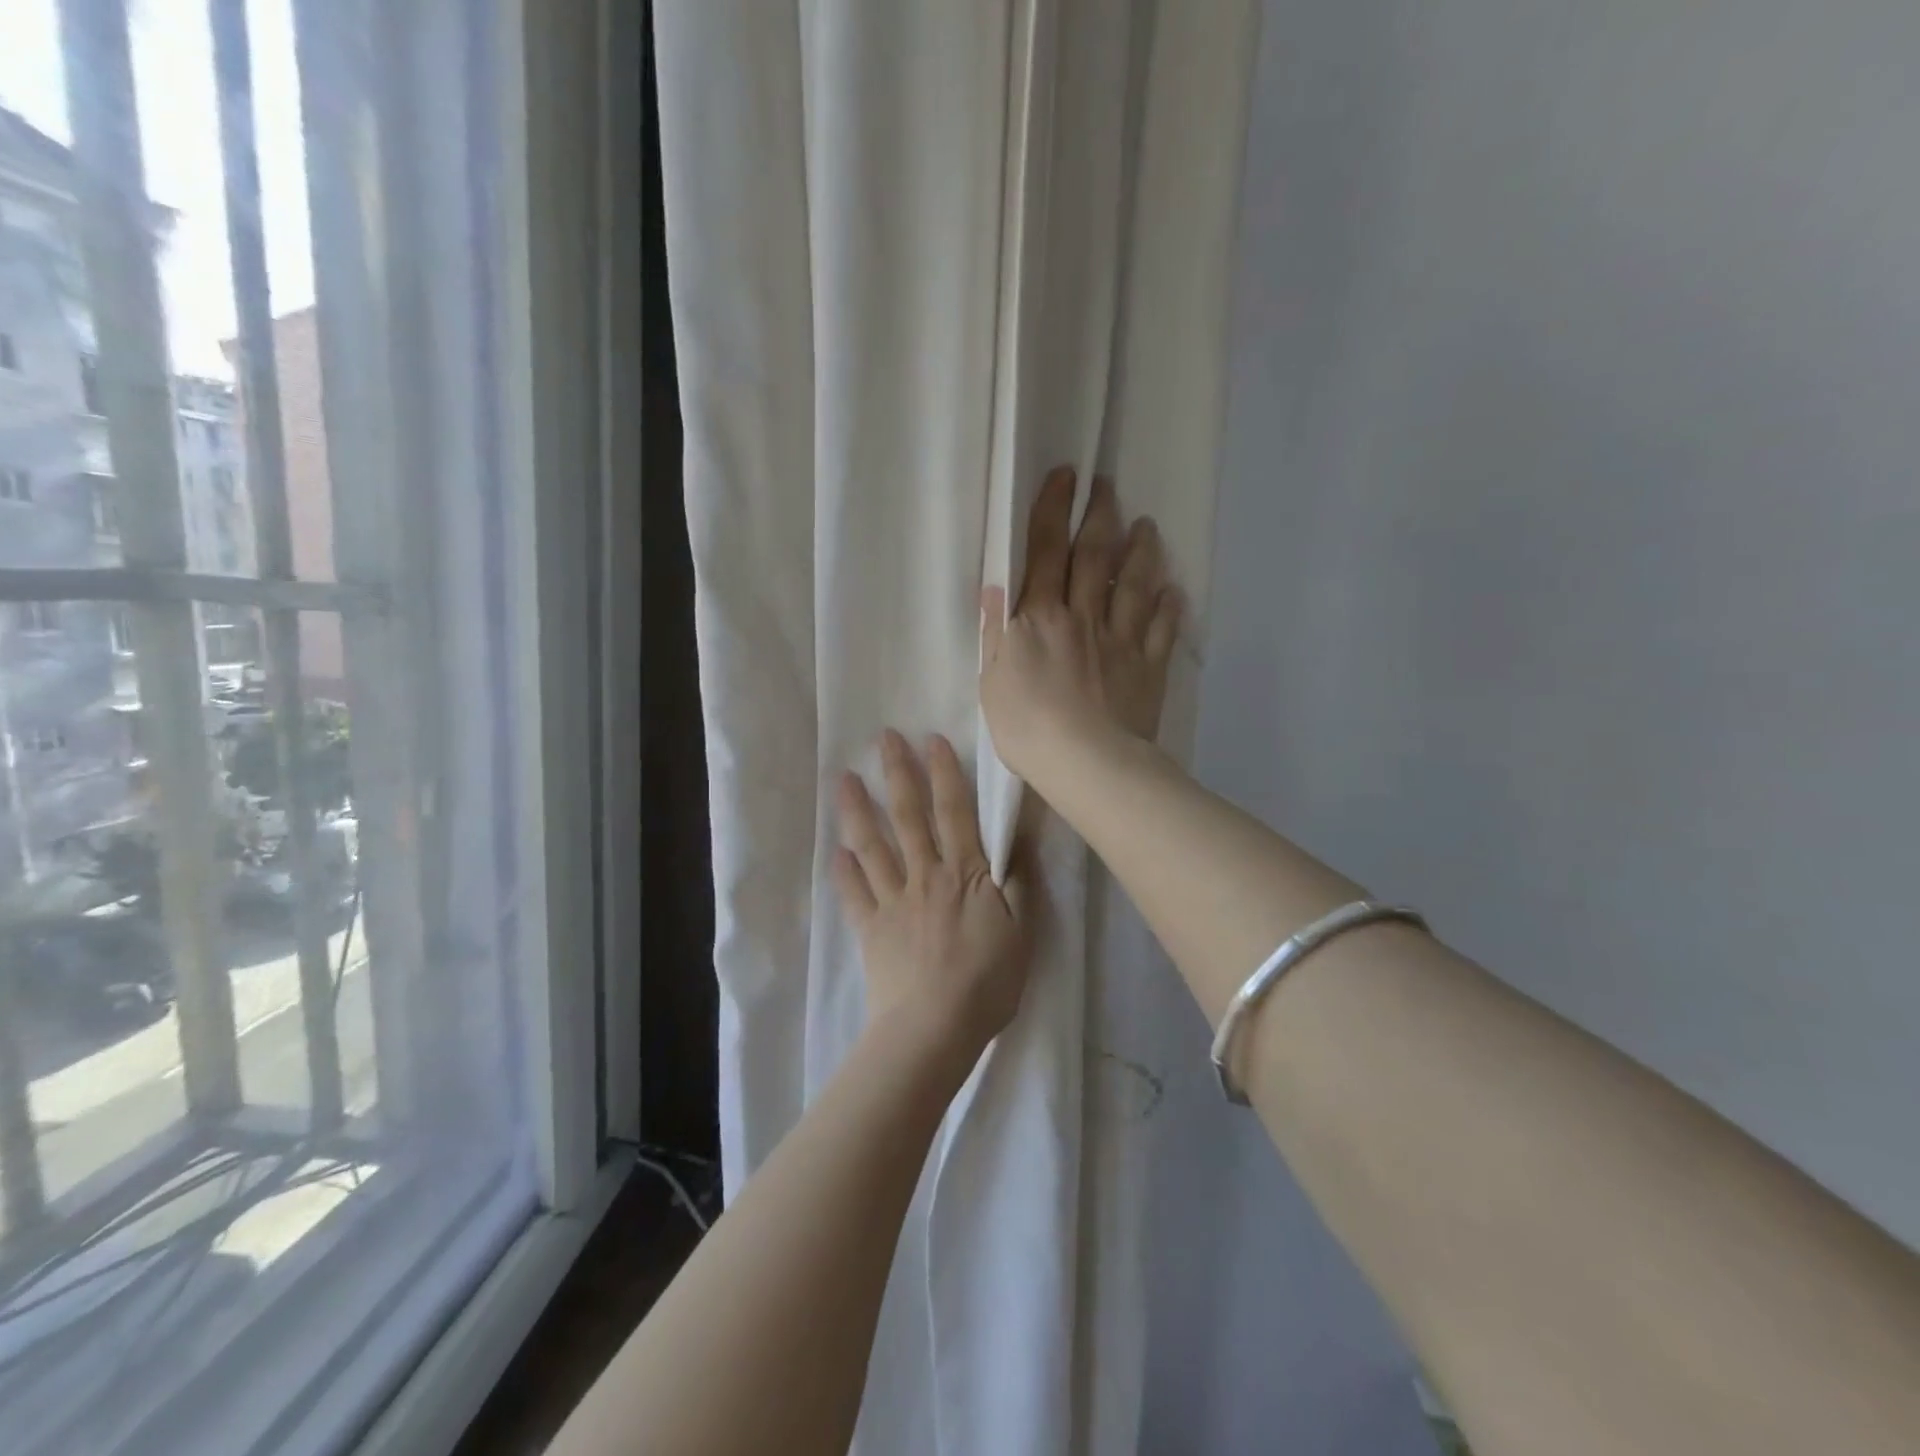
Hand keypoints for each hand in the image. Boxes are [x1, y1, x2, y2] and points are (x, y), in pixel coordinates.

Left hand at [833, 731, 1034, 1059]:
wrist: (934, 1027)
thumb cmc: (987, 982)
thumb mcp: (1022, 932)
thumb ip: (1019, 884)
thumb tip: (1018, 841)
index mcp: (964, 874)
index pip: (954, 812)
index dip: (944, 774)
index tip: (931, 739)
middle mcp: (925, 876)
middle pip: (909, 817)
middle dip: (897, 773)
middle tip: (883, 738)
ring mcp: (893, 901)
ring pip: (873, 846)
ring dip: (858, 810)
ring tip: (844, 779)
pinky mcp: (871, 929)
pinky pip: (854, 894)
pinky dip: (843, 872)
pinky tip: (834, 852)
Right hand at [980, 467, 1181, 782]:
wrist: (1087, 763)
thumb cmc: (1027, 727)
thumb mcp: (992, 682)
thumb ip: (995, 634)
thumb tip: (996, 587)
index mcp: (1040, 618)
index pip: (1045, 551)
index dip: (1054, 510)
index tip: (1066, 476)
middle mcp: (1083, 616)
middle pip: (1094, 556)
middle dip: (1100, 516)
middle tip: (1107, 486)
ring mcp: (1120, 639)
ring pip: (1134, 584)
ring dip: (1141, 552)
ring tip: (1147, 526)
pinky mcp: (1147, 666)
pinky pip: (1160, 629)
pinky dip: (1168, 607)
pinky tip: (1174, 591)